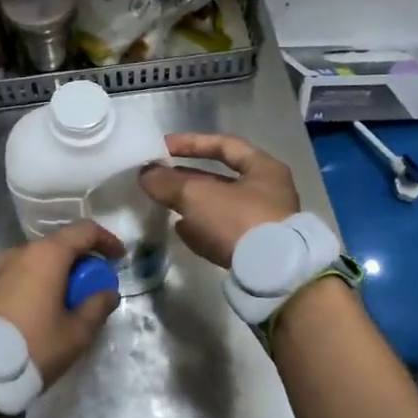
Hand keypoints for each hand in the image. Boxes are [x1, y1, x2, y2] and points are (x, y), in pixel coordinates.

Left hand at [0, 220, 122, 385]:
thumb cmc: (35, 344)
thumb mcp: (76, 332)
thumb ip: (97, 306)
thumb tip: (108, 293)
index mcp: (47, 255)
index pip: (84, 231)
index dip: (106, 240)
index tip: (119, 258)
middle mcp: (22, 251)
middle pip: (60, 244)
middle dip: (82, 259)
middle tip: (96, 285)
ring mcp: (1, 266)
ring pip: (39, 259)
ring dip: (59, 271)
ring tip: (70, 299)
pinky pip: (22, 272)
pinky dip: (40, 279)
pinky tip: (45, 305)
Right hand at [137, 133, 300, 268]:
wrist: (271, 274)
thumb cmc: (238, 220)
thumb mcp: (197, 194)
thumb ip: (168, 182)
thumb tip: (146, 174)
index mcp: (264, 169)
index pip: (224, 145)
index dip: (192, 143)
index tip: (164, 147)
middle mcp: (267, 194)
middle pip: (220, 179)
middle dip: (187, 178)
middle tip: (159, 178)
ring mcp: (262, 225)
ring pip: (219, 208)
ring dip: (192, 205)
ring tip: (164, 203)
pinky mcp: (254, 251)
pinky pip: (222, 234)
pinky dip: (200, 229)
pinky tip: (180, 229)